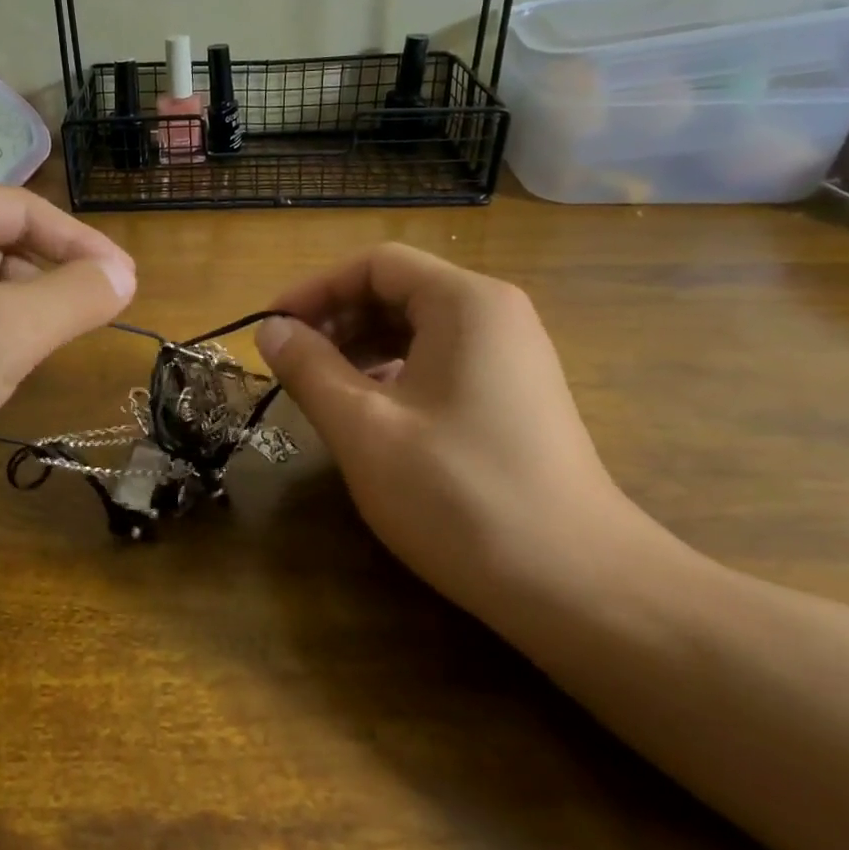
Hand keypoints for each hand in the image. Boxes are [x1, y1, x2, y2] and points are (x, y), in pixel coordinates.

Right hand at [255, 244, 676, 623]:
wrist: (578, 585)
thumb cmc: (459, 494)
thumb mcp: (364, 428)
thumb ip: (309, 369)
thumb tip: (270, 329)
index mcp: (465, 303)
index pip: (375, 264)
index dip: (315, 289)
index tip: (271, 329)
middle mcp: (495, 315)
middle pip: (398, 290)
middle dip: (336, 318)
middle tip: (289, 362)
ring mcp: (511, 357)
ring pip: (418, 328)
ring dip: (360, 347)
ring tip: (321, 388)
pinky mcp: (514, 396)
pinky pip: (440, 361)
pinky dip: (394, 372)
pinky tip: (368, 411)